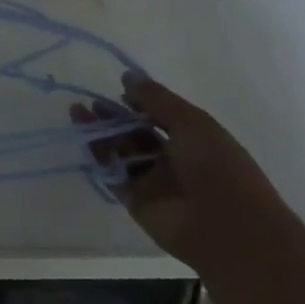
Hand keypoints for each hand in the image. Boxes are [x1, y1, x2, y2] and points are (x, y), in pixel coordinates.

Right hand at [76, 72, 297, 278]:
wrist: (226, 227)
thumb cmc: (218, 167)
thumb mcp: (192, 123)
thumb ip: (157, 99)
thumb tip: (127, 76)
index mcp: (194, 141)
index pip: (161, 117)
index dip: (140, 103)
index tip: (119, 92)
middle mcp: (173, 160)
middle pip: (137, 134)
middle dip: (114, 117)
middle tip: (91, 103)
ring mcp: (154, 181)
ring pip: (121, 151)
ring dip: (101, 133)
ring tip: (77, 113)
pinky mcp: (136, 200)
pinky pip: (113, 174)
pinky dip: (98, 157)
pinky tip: (83, 139)